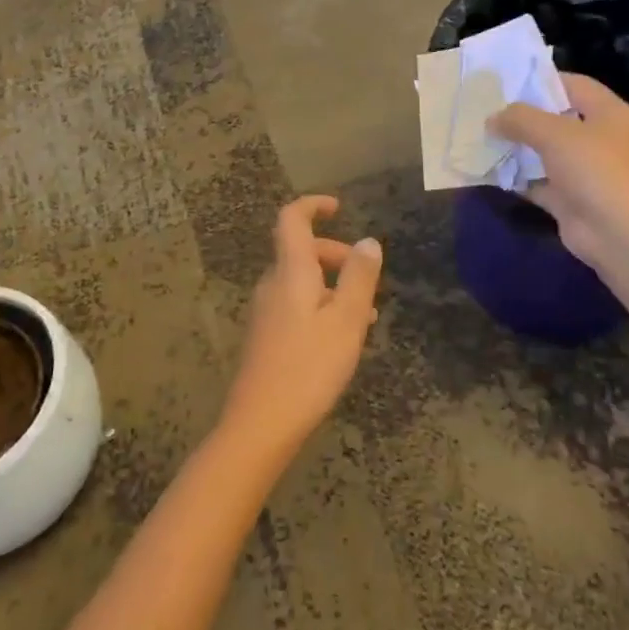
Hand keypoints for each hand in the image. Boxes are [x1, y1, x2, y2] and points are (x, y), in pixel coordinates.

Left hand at [218, 196, 382, 461]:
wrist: (260, 424)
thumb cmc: (309, 367)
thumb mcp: (346, 320)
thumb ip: (359, 277)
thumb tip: (368, 241)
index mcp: (291, 272)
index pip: (292, 219)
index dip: (312, 205)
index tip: (337, 207)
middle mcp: (272, 284)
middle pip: (300, 251)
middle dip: (334, 254)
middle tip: (366, 277)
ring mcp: (265, 311)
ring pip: (301, 281)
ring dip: (331, 285)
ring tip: (364, 315)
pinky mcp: (265, 336)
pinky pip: (295, 304)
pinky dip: (320, 305)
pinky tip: (340, 339)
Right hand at [489, 73, 628, 274]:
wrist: (622, 236)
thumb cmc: (596, 171)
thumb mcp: (555, 133)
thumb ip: (520, 119)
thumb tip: (492, 118)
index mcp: (607, 113)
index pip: (572, 85)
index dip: (541, 80)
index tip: (505, 81)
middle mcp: (598, 138)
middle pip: (555, 118)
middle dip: (521, 116)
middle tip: (485, 110)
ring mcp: (584, 171)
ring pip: (543, 152)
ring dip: (515, 148)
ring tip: (479, 137)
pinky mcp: (570, 199)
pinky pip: (538, 182)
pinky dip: (517, 178)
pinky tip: (488, 171)